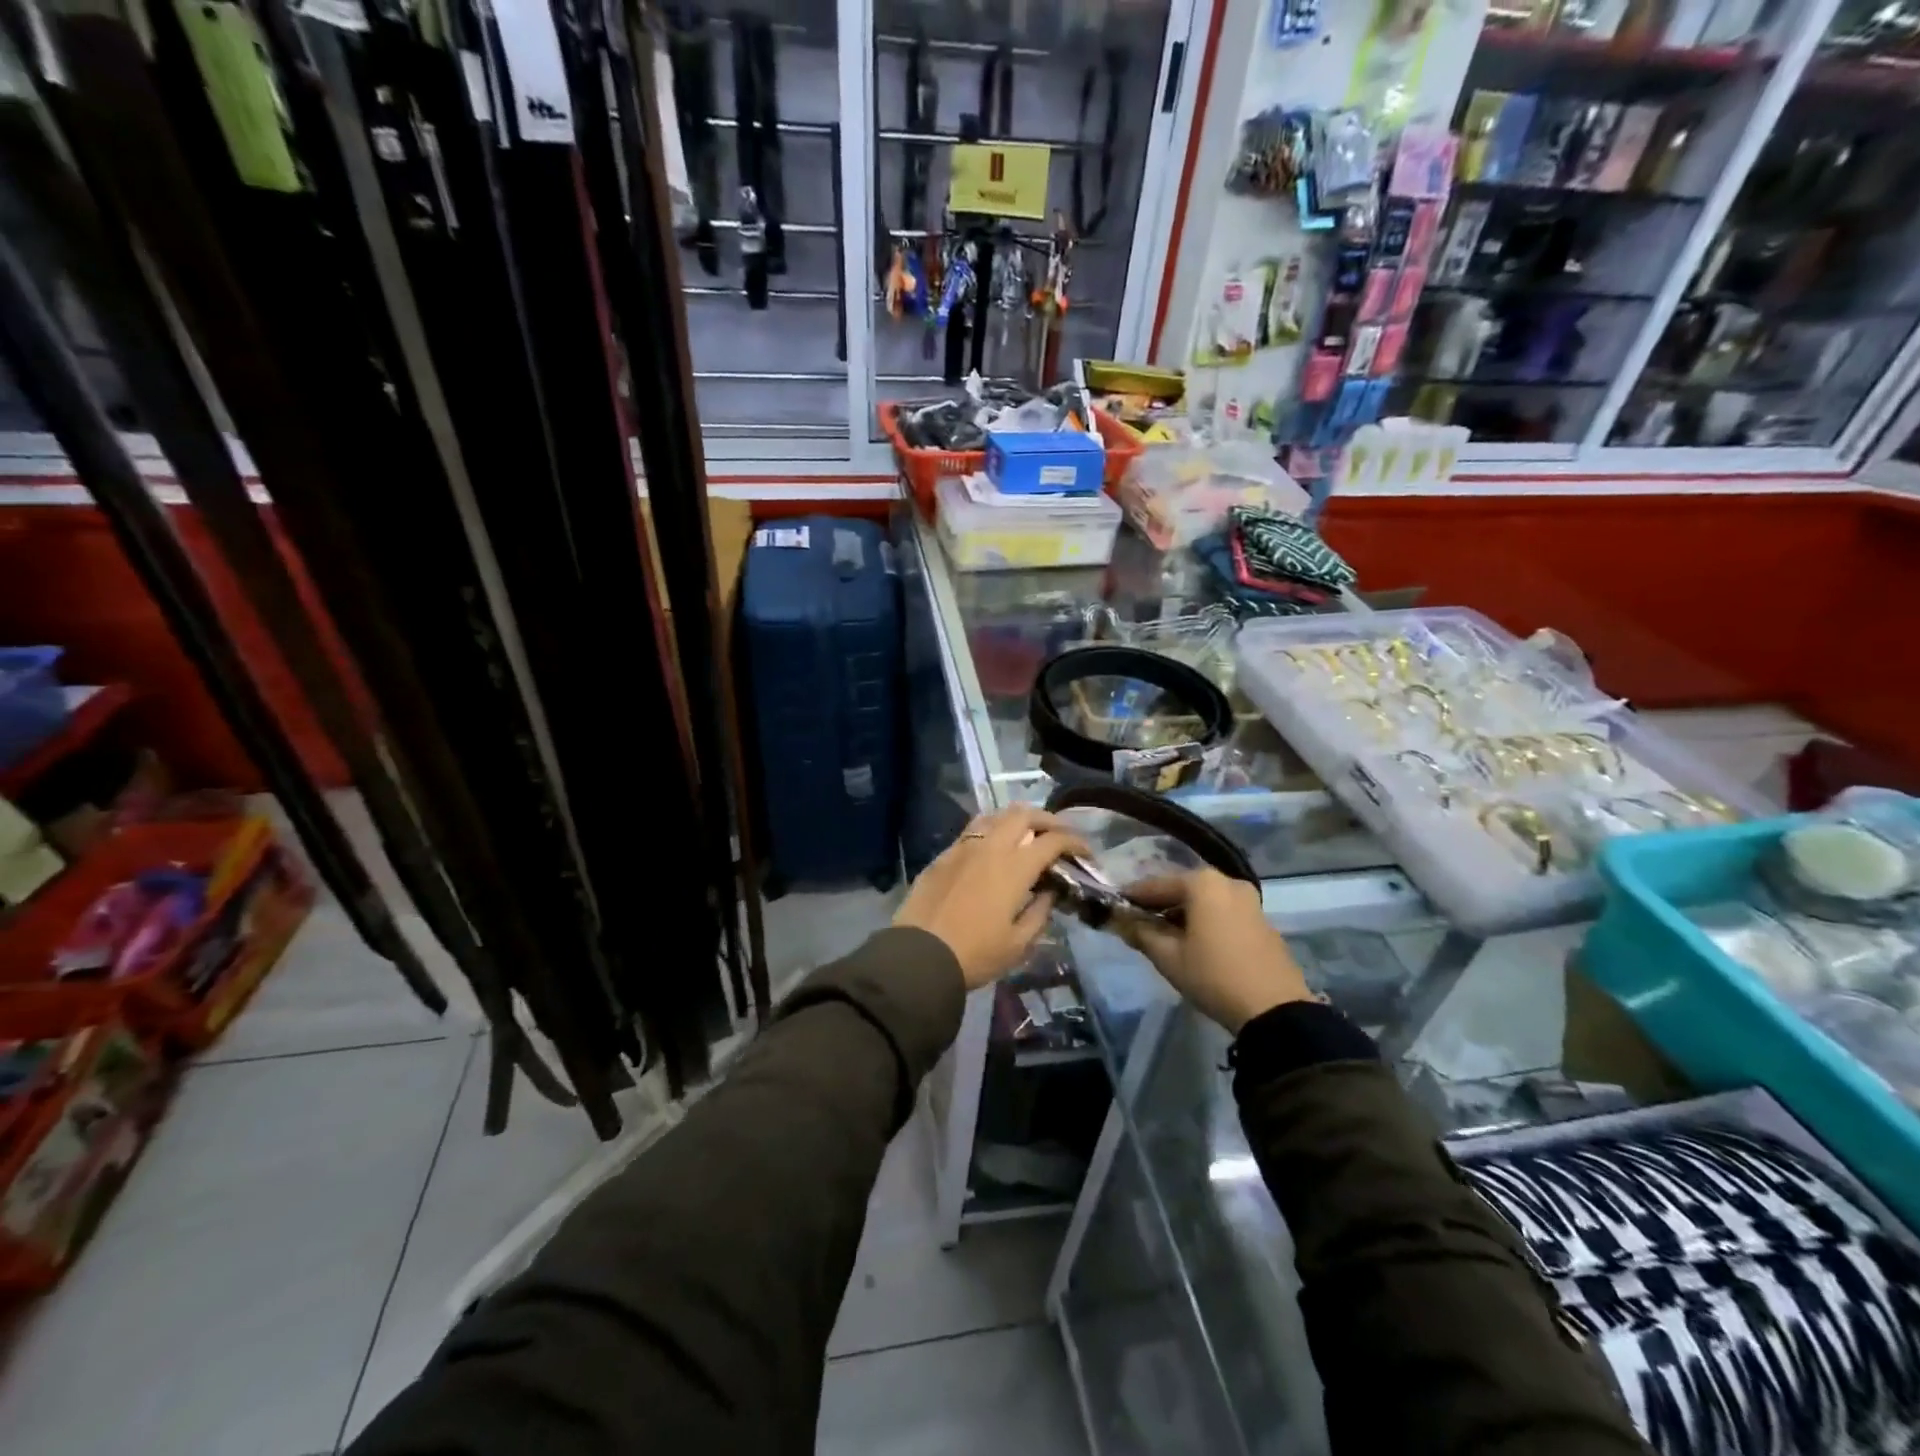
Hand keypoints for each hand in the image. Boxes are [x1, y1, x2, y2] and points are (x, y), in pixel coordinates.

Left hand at [894, 807, 1088, 989]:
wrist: (919, 955)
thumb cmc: (975, 954)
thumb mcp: (1018, 943)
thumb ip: (1039, 912)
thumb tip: (1048, 892)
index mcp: (1014, 867)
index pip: (1052, 841)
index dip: (1074, 842)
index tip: (1085, 852)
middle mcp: (990, 847)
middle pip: (1023, 815)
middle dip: (1046, 820)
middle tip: (1058, 834)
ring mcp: (962, 848)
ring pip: (994, 816)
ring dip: (1016, 819)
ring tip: (1025, 835)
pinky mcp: (942, 856)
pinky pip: (971, 831)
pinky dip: (990, 831)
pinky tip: (991, 850)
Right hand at [1120, 870, 1314, 1032]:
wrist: (1275, 1010)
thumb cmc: (1213, 976)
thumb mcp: (1168, 957)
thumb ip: (1140, 932)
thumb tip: (1119, 920)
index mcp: (1202, 883)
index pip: (1155, 885)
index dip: (1132, 897)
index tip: (1114, 908)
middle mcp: (1227, 882)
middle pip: (1181, 889)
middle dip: (1159, 904)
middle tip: (1137, 923)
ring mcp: (1249, 900)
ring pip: (1204, 901)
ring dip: (1182, 913)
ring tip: (1163, 935)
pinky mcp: (1262, 921)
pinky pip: (1223, 912)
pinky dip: (1205, 920)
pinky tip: (1194, 942)